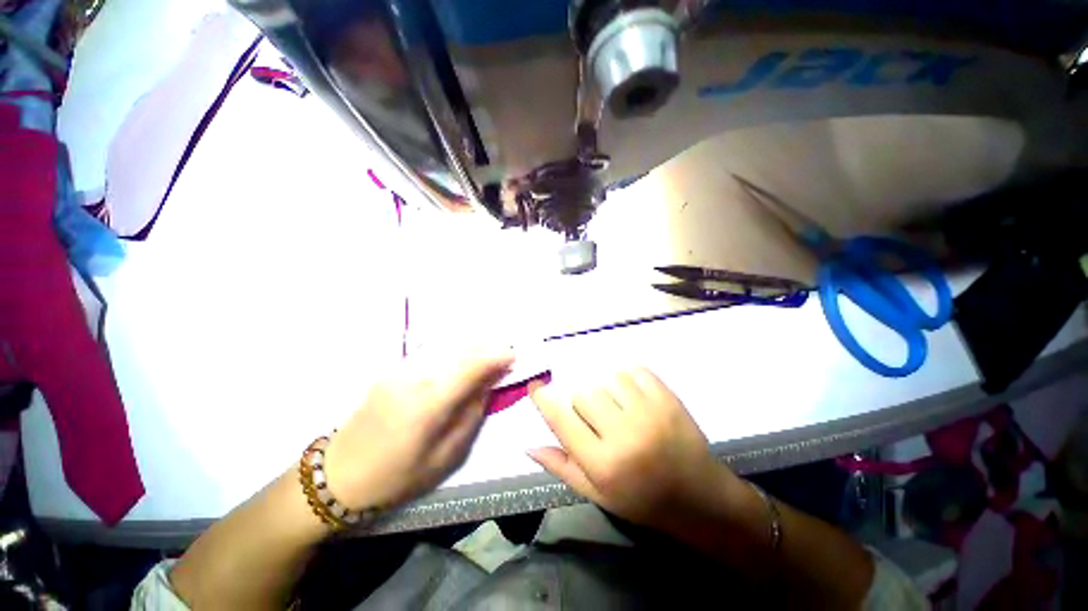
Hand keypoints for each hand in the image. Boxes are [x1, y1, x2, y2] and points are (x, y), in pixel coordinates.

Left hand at [323, 348, 513, 509]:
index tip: (515, 354)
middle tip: (507, 347)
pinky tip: (464, 353)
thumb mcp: (445, 455)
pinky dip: (454, 349)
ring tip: (491, 347)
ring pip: (446, 346)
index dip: (496, 356)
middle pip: (460, 349)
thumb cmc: (397, 475)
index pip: (471, 366)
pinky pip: (432, 351)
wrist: (338, 474)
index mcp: (428, 403)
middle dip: (488, 345)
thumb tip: (488, 384)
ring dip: (472, 344)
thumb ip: (471, 414)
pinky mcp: (393, 369)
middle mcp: (414, 377)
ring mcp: (400, 369)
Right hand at [528, 368, 740, 530]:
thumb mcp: (597, 493)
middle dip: (583, 403)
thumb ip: (562, 467)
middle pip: (584, 393)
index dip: (544, 400)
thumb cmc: (642, 500)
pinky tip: (634, 395)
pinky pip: (635, 371)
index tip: (536, 387)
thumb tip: (528, 446)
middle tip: (597, 418)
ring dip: (606, 389)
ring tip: (618, 407)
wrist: (699, 498)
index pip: (562, 420)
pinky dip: (628, 378)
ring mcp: (649, 413)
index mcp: (603, 463)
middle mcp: (624, 434)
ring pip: (608, 378)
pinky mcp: (668, 399)